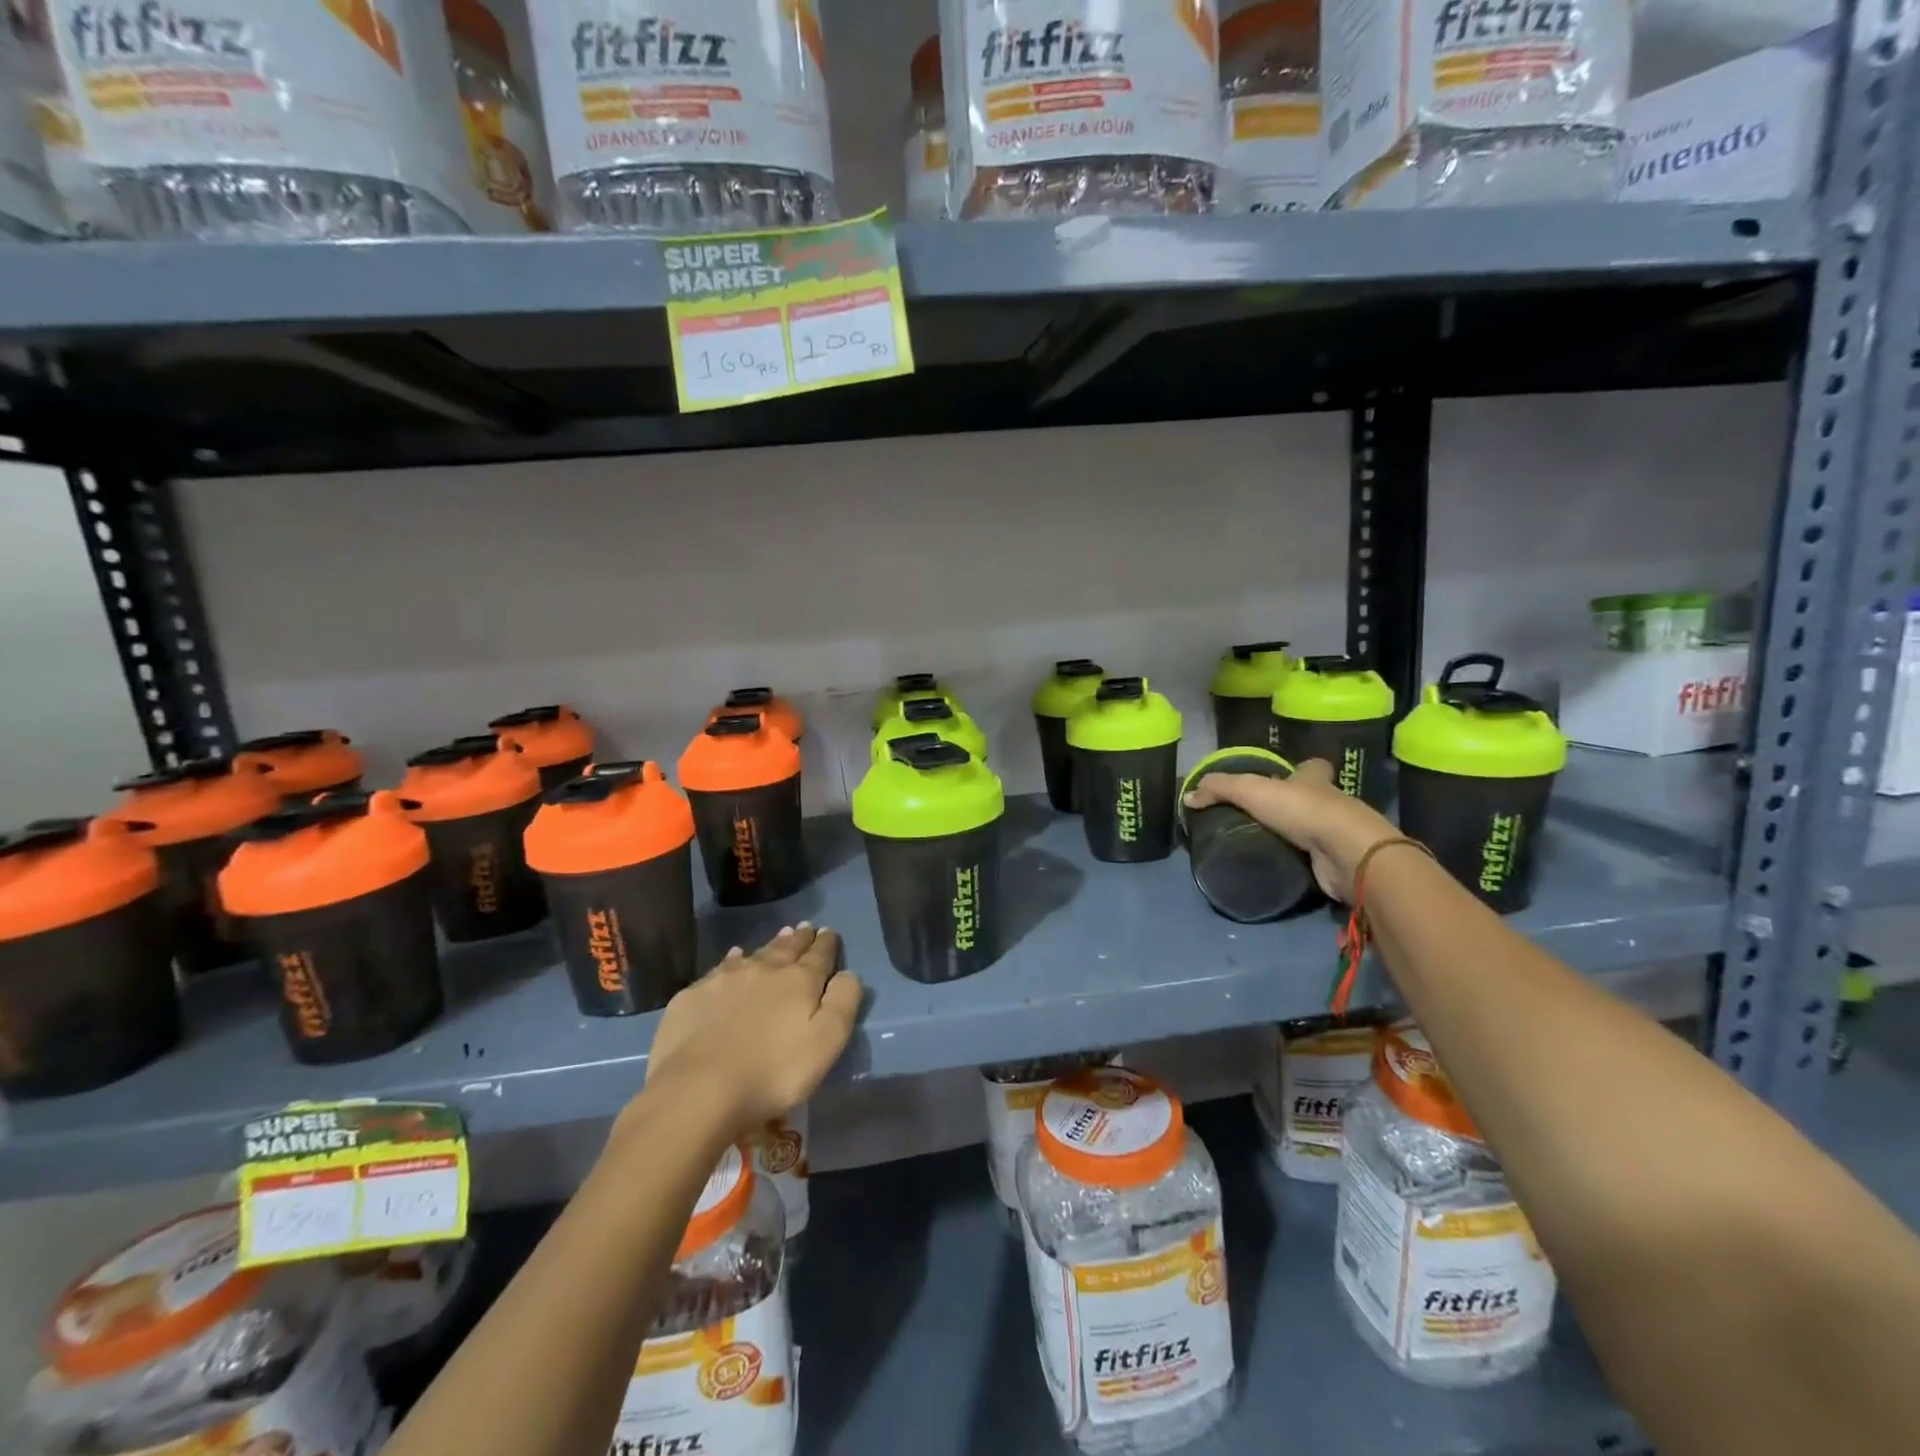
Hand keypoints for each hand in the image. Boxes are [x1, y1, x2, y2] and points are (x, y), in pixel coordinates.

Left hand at [640, 924, 863, 1144]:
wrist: (698, 1090)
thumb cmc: (773, 1072)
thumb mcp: (826, 1043)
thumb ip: (843, 1003)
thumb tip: (848, 974)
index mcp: (799, 981)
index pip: (819, 955)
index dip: (826, 944)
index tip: (829, 932)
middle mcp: (764, 970)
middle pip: (787, 949)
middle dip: (800, 939)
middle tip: (806, 928)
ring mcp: (725, 980)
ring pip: (754, 954)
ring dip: (770, 946)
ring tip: (779, 937)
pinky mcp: (694, 995)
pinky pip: (721, 968)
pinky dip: (732, 960)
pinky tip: (734, 958)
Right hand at [1183, 759, 1399, 903]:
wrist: (1346, 852)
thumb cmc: (1302, 810)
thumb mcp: (1250, 790)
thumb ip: (1218, 789)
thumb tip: (1188, 797)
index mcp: (1314, 780)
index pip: (1311, 767)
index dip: (1299, 769)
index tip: (1281, 777)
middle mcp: (1330, 803)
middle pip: (1311, 798)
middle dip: (1291, 805)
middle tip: (1259, 816)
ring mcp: (1336, 834)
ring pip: (1312, 830)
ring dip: (1292, 836)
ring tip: (1259, 843)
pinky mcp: (1336, 862)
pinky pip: (1312, 859)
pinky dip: (1297, 862)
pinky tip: (1276, 866)